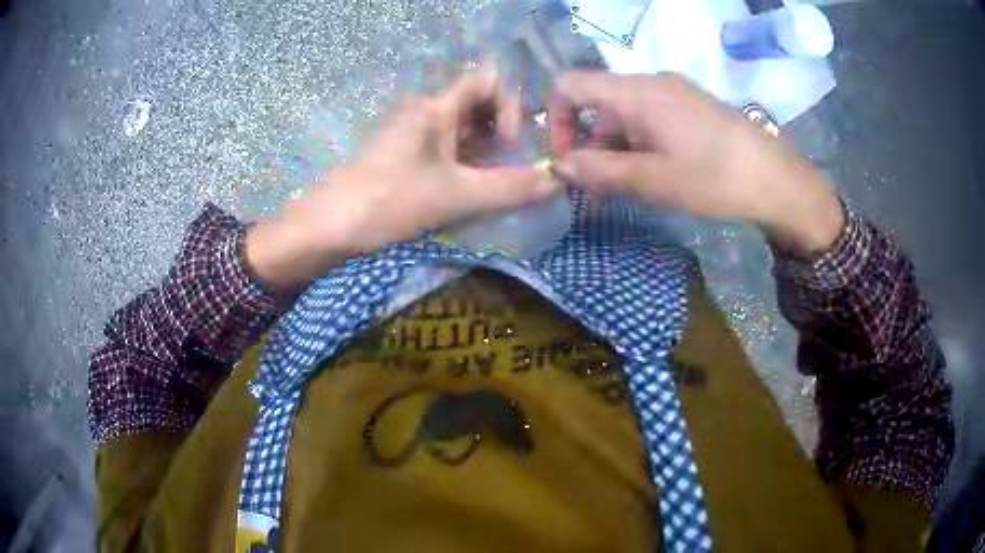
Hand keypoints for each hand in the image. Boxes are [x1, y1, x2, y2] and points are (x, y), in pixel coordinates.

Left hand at [247, 68, 560, 289]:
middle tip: (514, 168)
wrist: (330, 228)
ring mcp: (415, 136)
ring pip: (465, 131)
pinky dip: (469, 166)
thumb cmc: (390, 201)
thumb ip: (512, 189)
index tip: (513, 142)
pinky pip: (449, 151)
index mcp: (437, 108)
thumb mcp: (458, 196)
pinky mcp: (408, 158)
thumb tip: (560, 181)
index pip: (486, 80)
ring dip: (488, 154)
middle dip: (504, 133)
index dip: (510, 103)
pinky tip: (475, 192)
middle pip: (479, 106)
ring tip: (499, 185)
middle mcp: (427, 113)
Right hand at [549, 71, 843, 254]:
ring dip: (613, 147)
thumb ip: (600, 170)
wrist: (777, 179)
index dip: (555, 119)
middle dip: (587, 143)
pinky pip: (649, 117)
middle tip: (596, 188)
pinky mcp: (691, 106)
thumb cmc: (714, 177)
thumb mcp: (653, 180)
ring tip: (624, 188)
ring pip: (624, 113)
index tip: (566, 160)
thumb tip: (558, 165)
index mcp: (635, 92)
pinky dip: (637, 143)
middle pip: (597, 101)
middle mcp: (650, 83)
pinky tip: (652, 173)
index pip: (570, 85)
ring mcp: (674, 93)